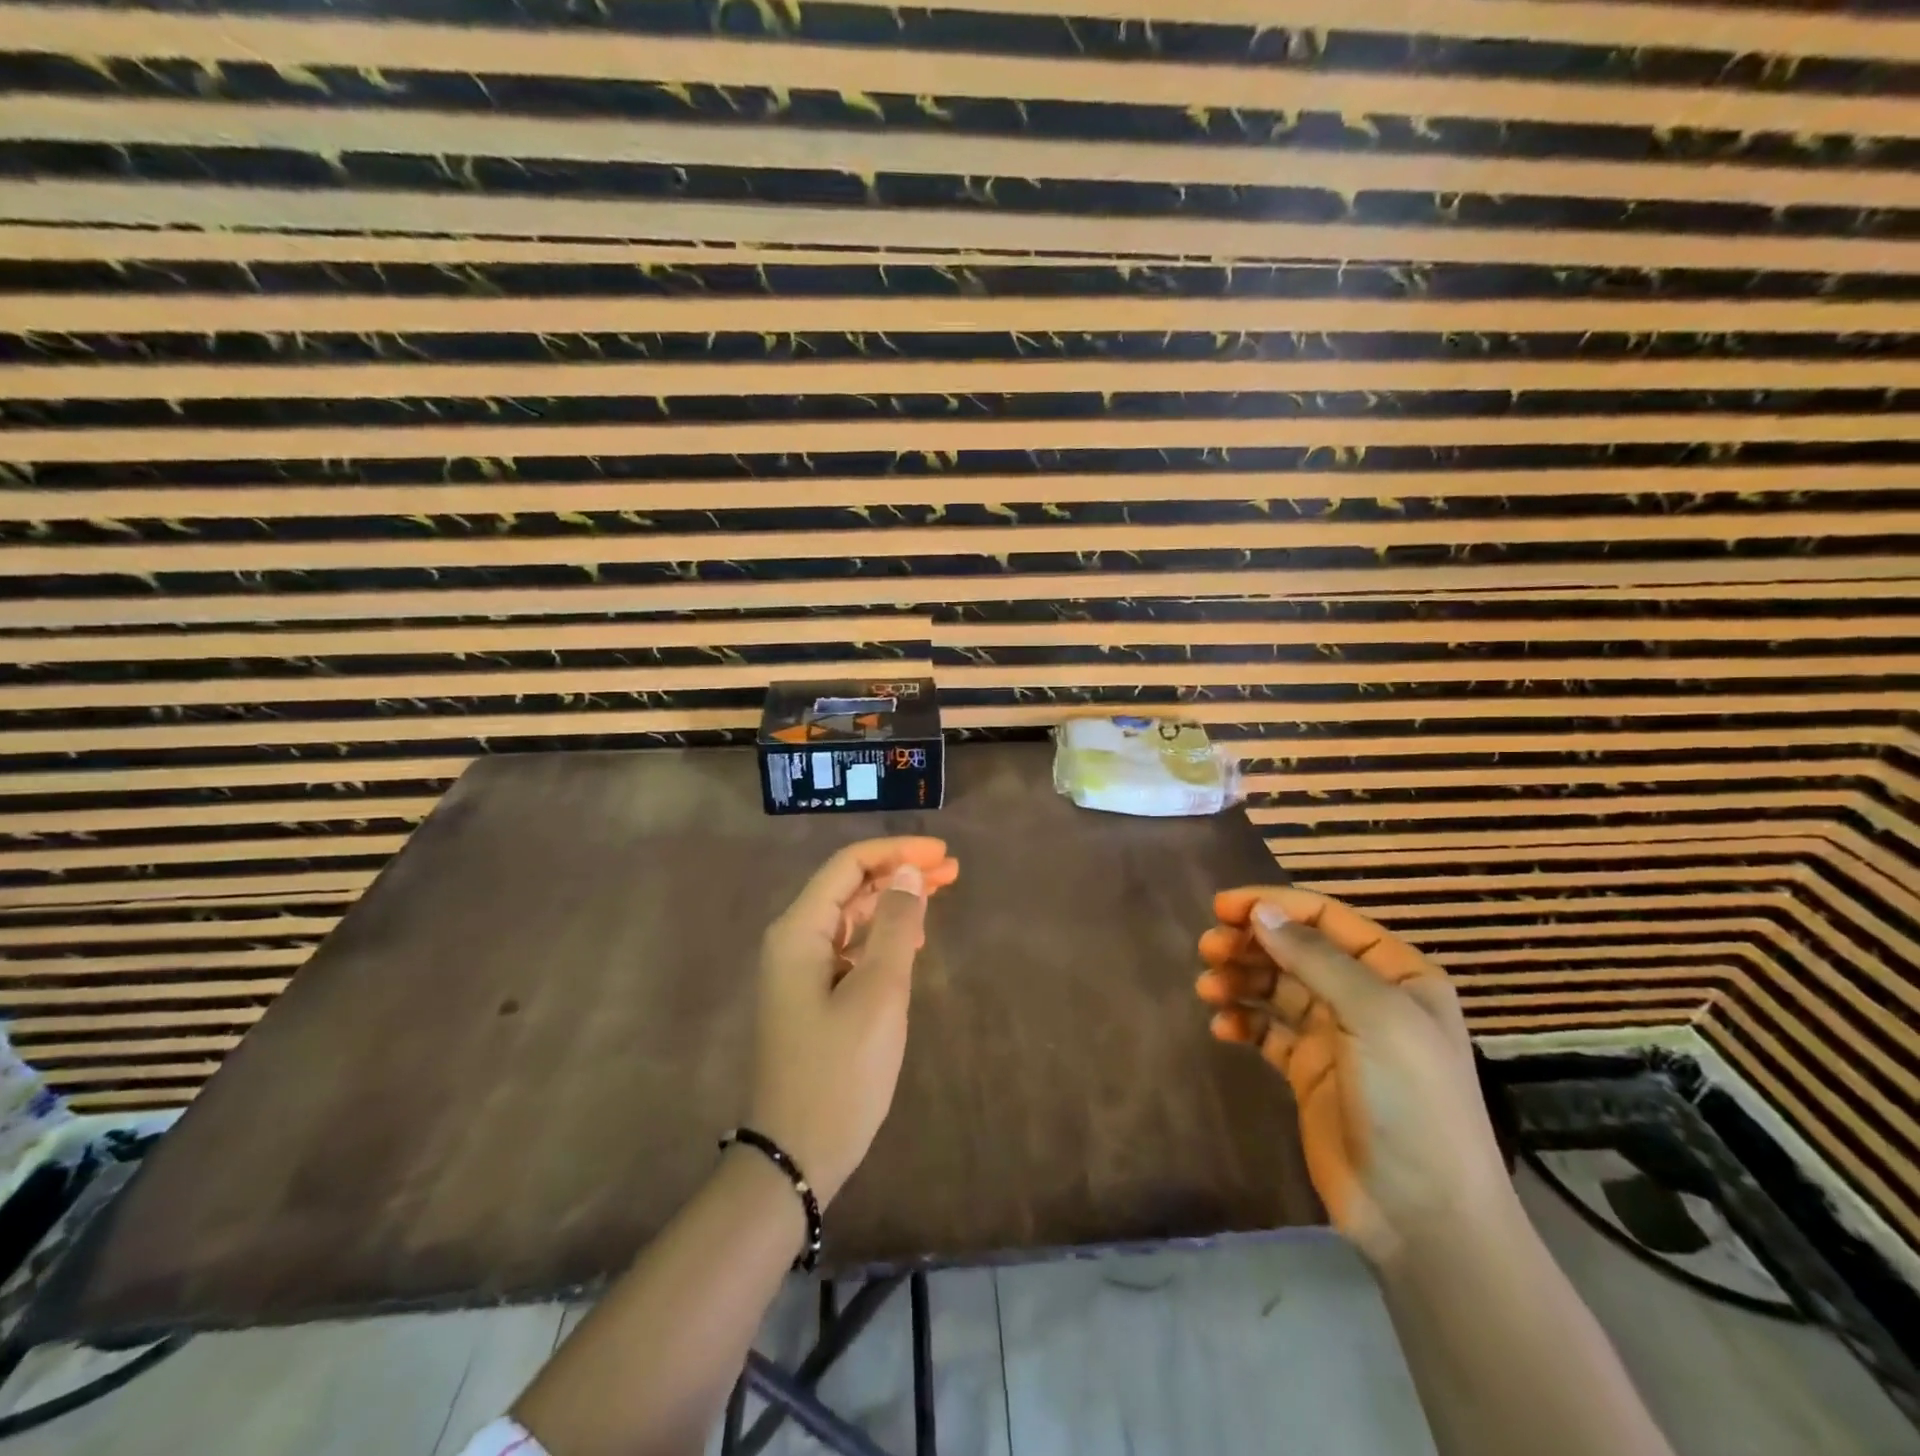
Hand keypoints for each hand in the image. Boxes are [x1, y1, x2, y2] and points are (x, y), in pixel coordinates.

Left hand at [749, 837, 959, 1207]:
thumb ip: (894, 925)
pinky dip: (882, 934)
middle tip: (952, 870)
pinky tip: (910, 939)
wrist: (795, 1156)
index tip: (943, 855)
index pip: (848, 865)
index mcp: (799, 931)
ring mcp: (801, 970)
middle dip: (900, 872)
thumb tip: (906, 871)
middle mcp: (794, 940)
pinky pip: (850, 946)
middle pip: (850, 887)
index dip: (897, 851)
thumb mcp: (878, 994)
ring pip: (852, 916)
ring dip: (893, 901)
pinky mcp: (812, 995)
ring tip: (939, 893)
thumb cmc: (839, 1072)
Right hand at [1194, 887, 1509, 1266]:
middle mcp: (1365, 997)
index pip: (1326, 918)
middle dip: (1250, 943)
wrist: (1422, 1217)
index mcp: (1396, 973)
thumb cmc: (1411, 1102)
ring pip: (1276, 986)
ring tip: (1208, 988)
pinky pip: (1266, 1030)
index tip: (1222, 907)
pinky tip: (1222, 1027)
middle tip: (1208, 949)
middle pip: (1295, 949)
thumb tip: (1260, 912)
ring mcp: (1335, 1036)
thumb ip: (1316, 959)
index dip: (1274, 906)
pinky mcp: (1308, 1071)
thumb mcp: (1375, 1017)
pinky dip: (1242, 1021)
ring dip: (1241, 979)